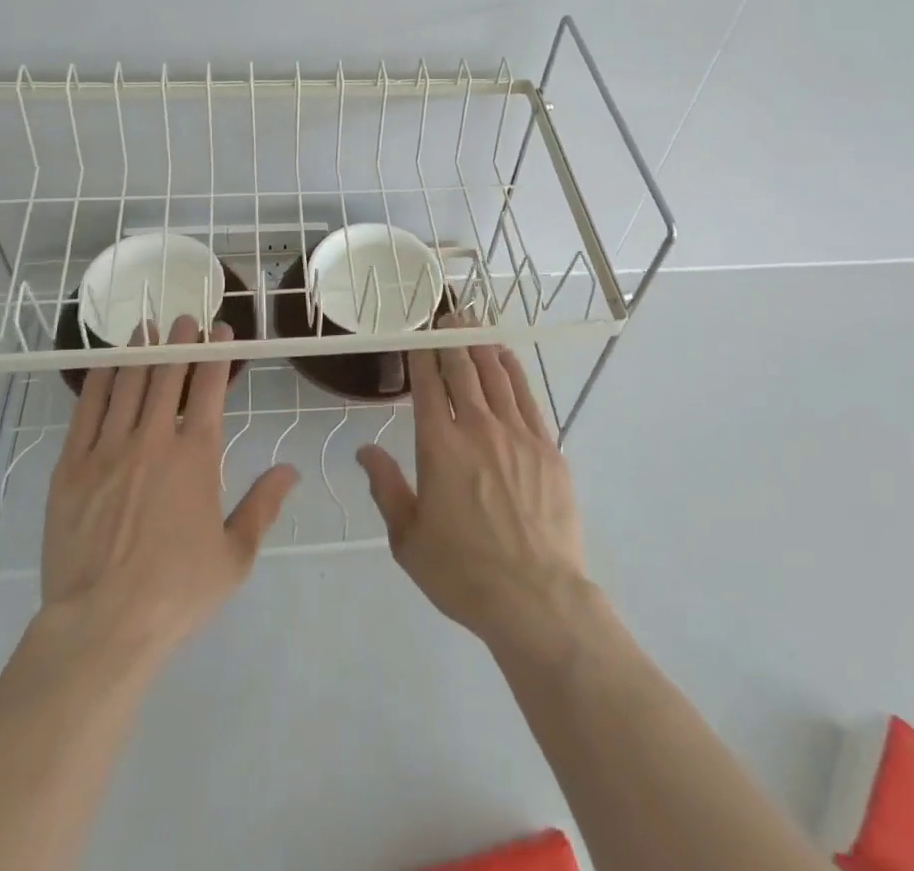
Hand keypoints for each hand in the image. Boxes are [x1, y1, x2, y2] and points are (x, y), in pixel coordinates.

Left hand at [41, 316, 298, 655]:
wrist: (101, 626)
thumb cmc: (176, 593)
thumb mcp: (235, 557)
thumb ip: (263, 506)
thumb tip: (290, 470)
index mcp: (196, 456)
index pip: (208, 387)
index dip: (215, 353)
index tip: (219, 330)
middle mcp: (153, 440)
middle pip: (167, 375)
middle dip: (178, 341)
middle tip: (184, 318)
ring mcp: (108, 450)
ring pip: (128, 384)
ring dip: (141, 351)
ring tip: (148, 327)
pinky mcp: (71, 467)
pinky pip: (87, 410)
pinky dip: (100, 381)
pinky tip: (107, 364)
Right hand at [356, 326, 592, 654]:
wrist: (536, 599)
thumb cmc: (463, 572)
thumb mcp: (408, 539)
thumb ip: (386, 487)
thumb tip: (365, 450)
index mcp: (439, 446)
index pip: (427, 384)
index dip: (421, 353)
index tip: (417, 334)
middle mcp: (477, 428)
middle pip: (462, 369)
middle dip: (451, 337)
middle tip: (446, 315)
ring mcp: (517, 434)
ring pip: (496, 374)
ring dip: (481, 344)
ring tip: (472, 324)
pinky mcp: (548, 447)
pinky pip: (527, 395)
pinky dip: (513, 369)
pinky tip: (505, 357)